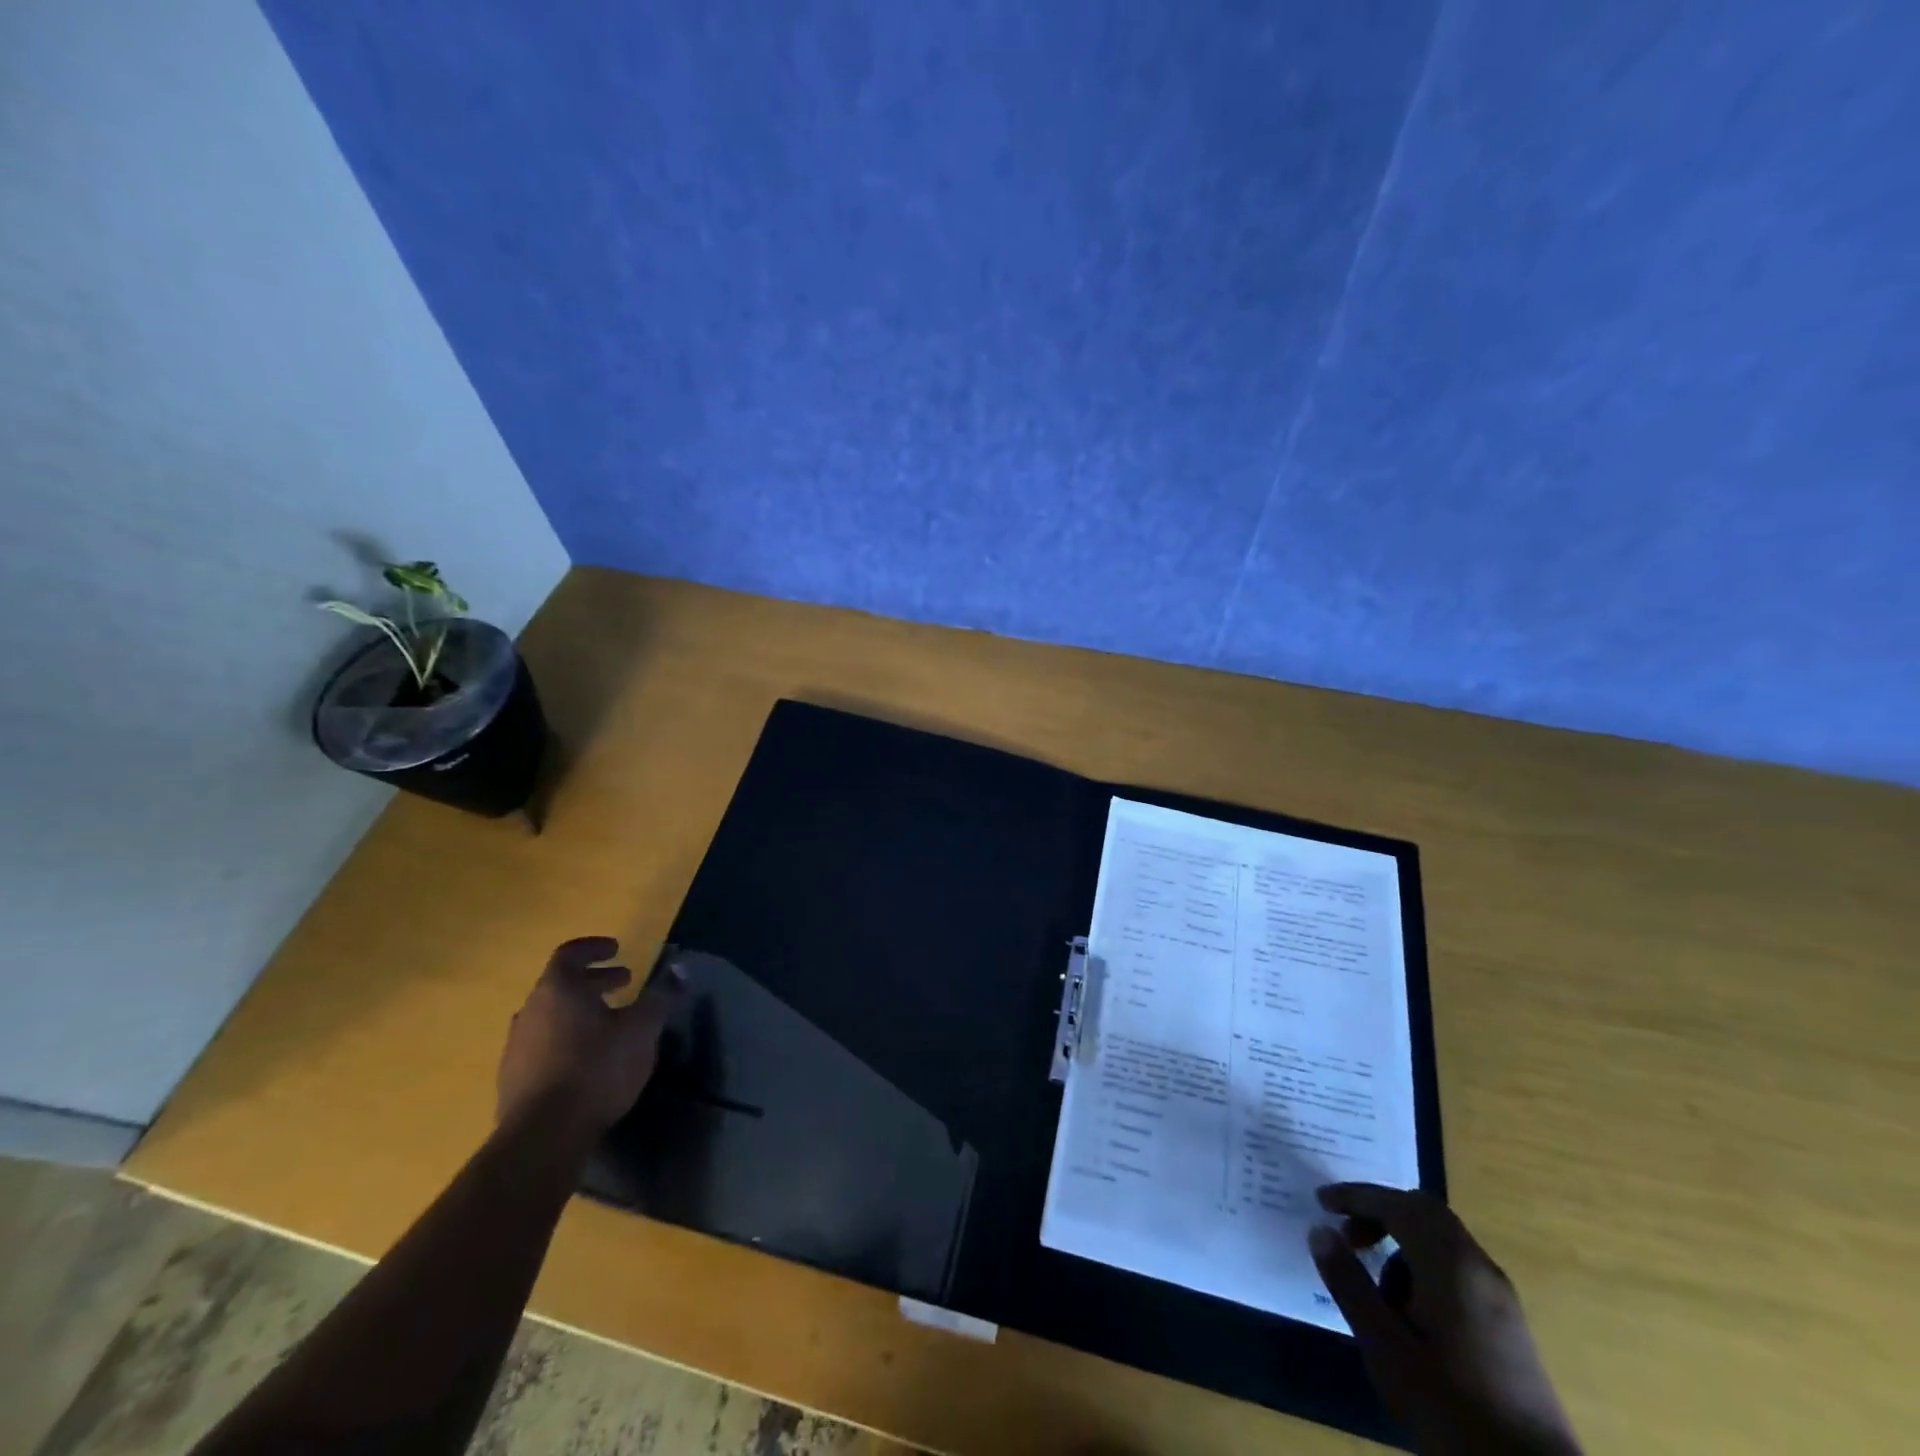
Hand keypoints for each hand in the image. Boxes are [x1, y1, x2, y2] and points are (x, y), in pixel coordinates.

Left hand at [497, 937, 682, 1141]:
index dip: (594, 948)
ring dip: (580, 1011)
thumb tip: (678, 969)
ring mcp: (516, 1046)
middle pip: (561, 984)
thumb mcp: (642, 1029)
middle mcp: (530, 1011)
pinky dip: (566, 1038)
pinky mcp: (513, 1079)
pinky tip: (587, 1058)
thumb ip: (660, 996)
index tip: (617, 949)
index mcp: (558, 990)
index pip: (570, 954)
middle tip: (624, 983)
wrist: (542, 1137)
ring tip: (609, 1022)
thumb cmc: (596, 1068)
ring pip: (551, 1015)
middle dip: (595, 981)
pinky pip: (542, 1044)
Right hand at [1308, 1184, 1580, 1455]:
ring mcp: (1501, 1299)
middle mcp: (1480, 1269)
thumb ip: (1350, 1285)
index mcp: (1451, 1265)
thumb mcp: (1386, 1348)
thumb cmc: (1452, 1410)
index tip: (1321, 1203)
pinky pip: (1458, 1270)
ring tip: (1378, 1294)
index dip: (1356, 1197)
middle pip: (1424, 1213)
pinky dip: (1424, 1270)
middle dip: (1380, 1214)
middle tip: (1348, 1238)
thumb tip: (1320, 1231)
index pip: (1397, 1205)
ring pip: (1442, 1242)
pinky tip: (1411, 1318)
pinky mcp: (1509, 1326)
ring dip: (1401, 1247)